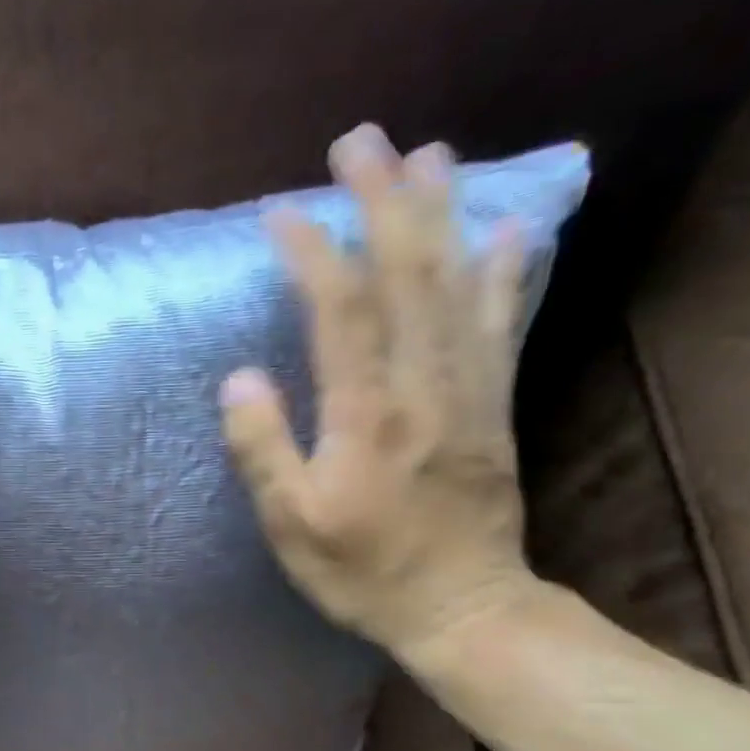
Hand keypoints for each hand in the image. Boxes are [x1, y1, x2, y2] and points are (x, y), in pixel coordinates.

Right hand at [220, 124, 542, 662]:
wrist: (464, 609)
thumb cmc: (365, 574)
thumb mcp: (292, 527)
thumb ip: (263, 451)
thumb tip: (240, 378)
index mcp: (367, 415)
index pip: (340, 310)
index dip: (313, 252)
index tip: (281, 211)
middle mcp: (424, 386)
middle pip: (407, 275)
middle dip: (383, 201)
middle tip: (361, 141)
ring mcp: (469, 391)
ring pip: (459, 285)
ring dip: (443, 215)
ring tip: (430, 155)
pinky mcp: (495, 406)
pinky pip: (503, 326)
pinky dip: (505, 273)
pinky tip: (509, 230)